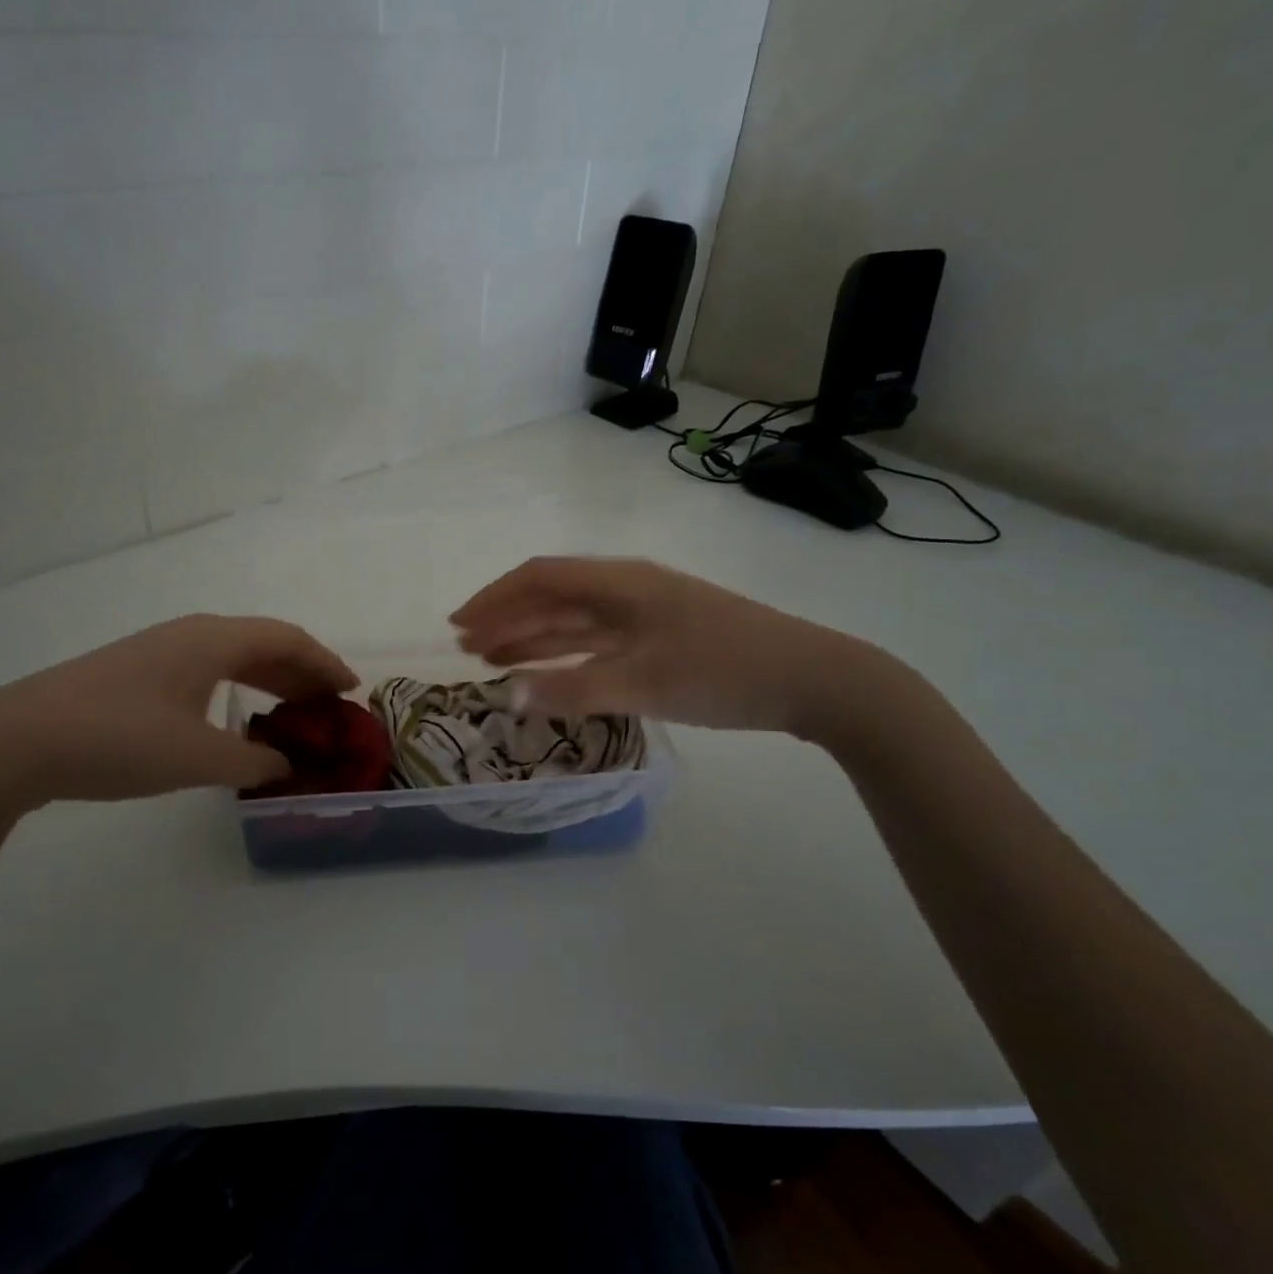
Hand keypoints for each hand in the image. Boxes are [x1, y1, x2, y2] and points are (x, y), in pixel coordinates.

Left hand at [0, 615, 356, 810]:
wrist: (17, 741)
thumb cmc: (118, 740)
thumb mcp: (197, 757)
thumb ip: (252, 761)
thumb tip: (286, 765)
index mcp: (212, 641)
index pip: (287, 639)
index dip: (325, 663)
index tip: (352, 690)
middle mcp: (190, 634)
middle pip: (262, 643)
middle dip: (301, 672)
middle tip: (329, 707)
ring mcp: (159, 650)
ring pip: (232, 656)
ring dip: (268, 680)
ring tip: (293, 713)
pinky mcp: (136, 672)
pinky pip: (206, 670)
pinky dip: (236, 688)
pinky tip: (234, 717)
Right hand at [450, 556, 883, 736]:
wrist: (814, 680)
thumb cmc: (724, 671)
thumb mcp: (643, 683)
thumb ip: (572, 689)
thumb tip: (507, 695)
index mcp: (620, 583)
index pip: (540, 578)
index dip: (494, 598)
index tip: (458, 625)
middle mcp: (627, 590)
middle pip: (553, 597)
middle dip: (507, 619)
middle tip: (466, 648)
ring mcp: (646, 614)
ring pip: (574, 621)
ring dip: (532, 637)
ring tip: (491, 659)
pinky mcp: (662, 639)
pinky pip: (597, 641)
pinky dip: (566, 655)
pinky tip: (547, 671)